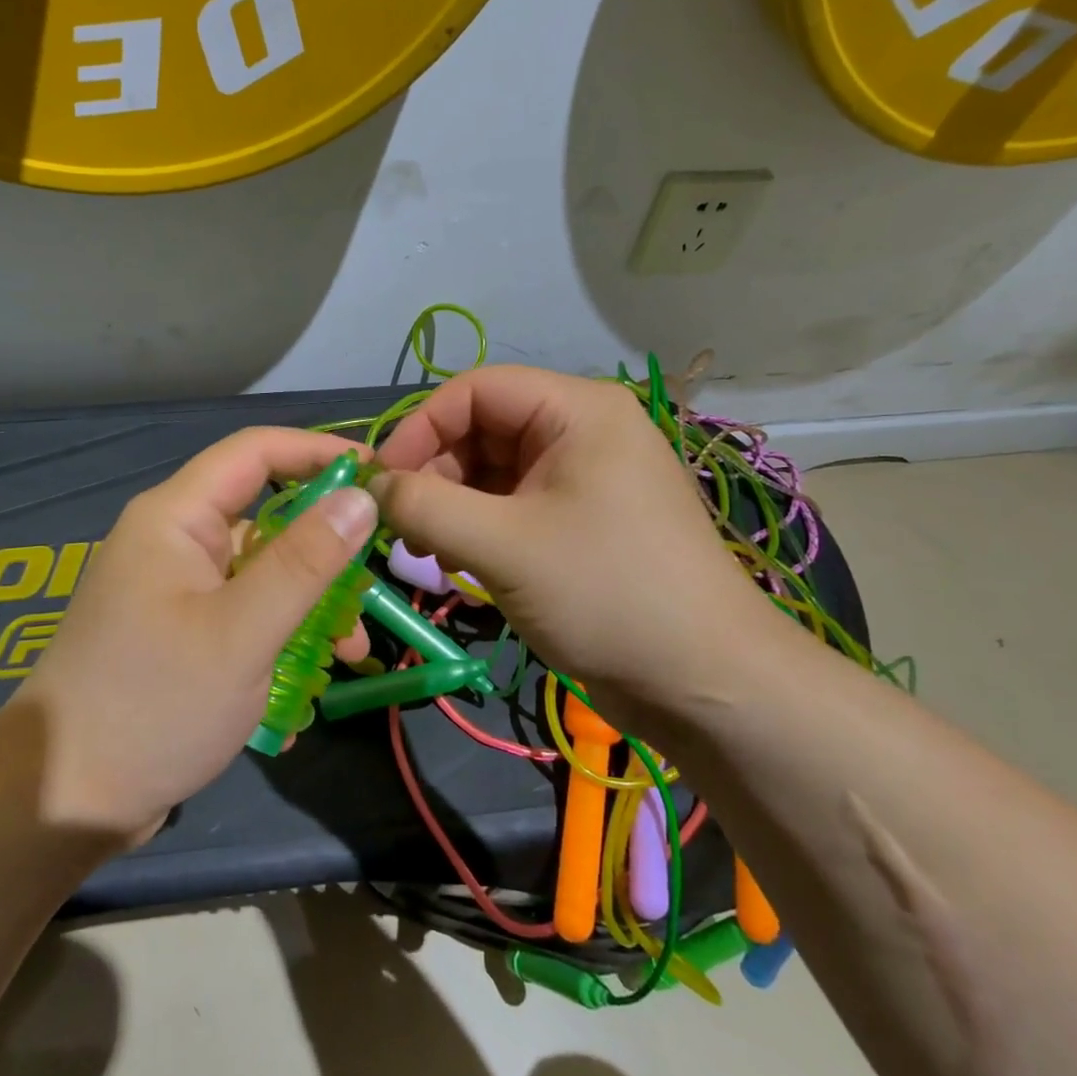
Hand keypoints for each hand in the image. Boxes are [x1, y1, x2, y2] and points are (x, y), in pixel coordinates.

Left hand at [2, 428, 377, 840]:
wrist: (63, 803)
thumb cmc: (155, 704)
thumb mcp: (243, 632)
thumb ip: (306, 561)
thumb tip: (361, 496)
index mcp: (175, 518)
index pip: (256, 451)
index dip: (319, 452)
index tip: (380, 475)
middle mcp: (172, 542)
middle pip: (264, 517)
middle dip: (323, 551)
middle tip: (371, 585)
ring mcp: (172, 590)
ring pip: (259, 574)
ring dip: (307, 607)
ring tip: (349, 655)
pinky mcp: (177, 634)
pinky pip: (241, 615)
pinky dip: (277, 639)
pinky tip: (300, 693)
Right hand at [370, 366, 776, 733]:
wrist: (706, 684)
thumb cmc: (608, 595)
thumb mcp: (503, 546)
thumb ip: (425, 507)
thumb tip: (370, 489)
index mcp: (577, 410)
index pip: (474, 390)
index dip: (419, 428)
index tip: (379, 482)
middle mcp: (581, 431)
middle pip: (481, 430)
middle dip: (434, 474)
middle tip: (400, 528)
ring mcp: (583, 478)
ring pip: (492, 472)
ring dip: (451, 506)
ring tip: (428, 553)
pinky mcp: (581, 521)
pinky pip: (512, 506)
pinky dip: (477, 528)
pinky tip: (457, 564)